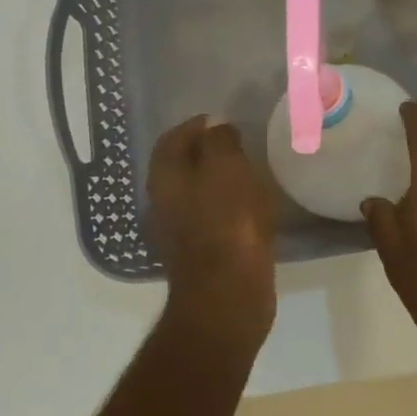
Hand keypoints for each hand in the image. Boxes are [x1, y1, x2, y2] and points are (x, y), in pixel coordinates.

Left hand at [148, 116, 276, 347]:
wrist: (228, 295)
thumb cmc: (227, 224)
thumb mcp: (227, 169)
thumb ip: (220, 142)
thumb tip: (217, 127)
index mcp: (165, 178)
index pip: (173, 138)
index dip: (197, 125)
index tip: (225, 120)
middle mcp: (164, 203)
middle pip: (183, 166)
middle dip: (208, 152)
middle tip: (241, 144)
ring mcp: (180, 232)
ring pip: (198, 193)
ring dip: (220, 180)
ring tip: (251, 173)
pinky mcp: (202, 254)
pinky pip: (213, 219)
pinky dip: (229, 207)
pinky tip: (252, 209)